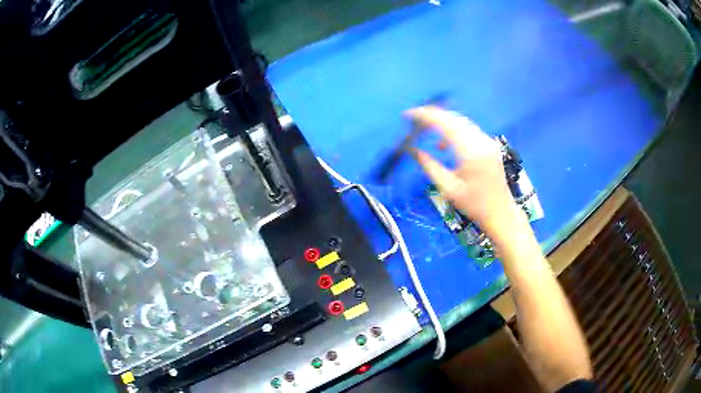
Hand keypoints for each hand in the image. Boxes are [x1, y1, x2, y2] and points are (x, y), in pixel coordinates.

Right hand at [407, 106, 518, 235]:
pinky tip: (444, 143)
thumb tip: (411, 150)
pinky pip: (468, 129)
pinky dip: (453, 129)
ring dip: (442, 121)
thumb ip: (429, 166)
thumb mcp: (448, 189)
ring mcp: (488, 141)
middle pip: (453, 118)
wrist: (501, 214)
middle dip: (432, 115)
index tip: (408, 115)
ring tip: (424, 129)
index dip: (425, 115)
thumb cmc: (474, 205)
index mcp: (471, 151)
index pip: (445, 123)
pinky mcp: (490, 145)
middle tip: (413, 121)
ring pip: (461, 121)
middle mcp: (481, 141)